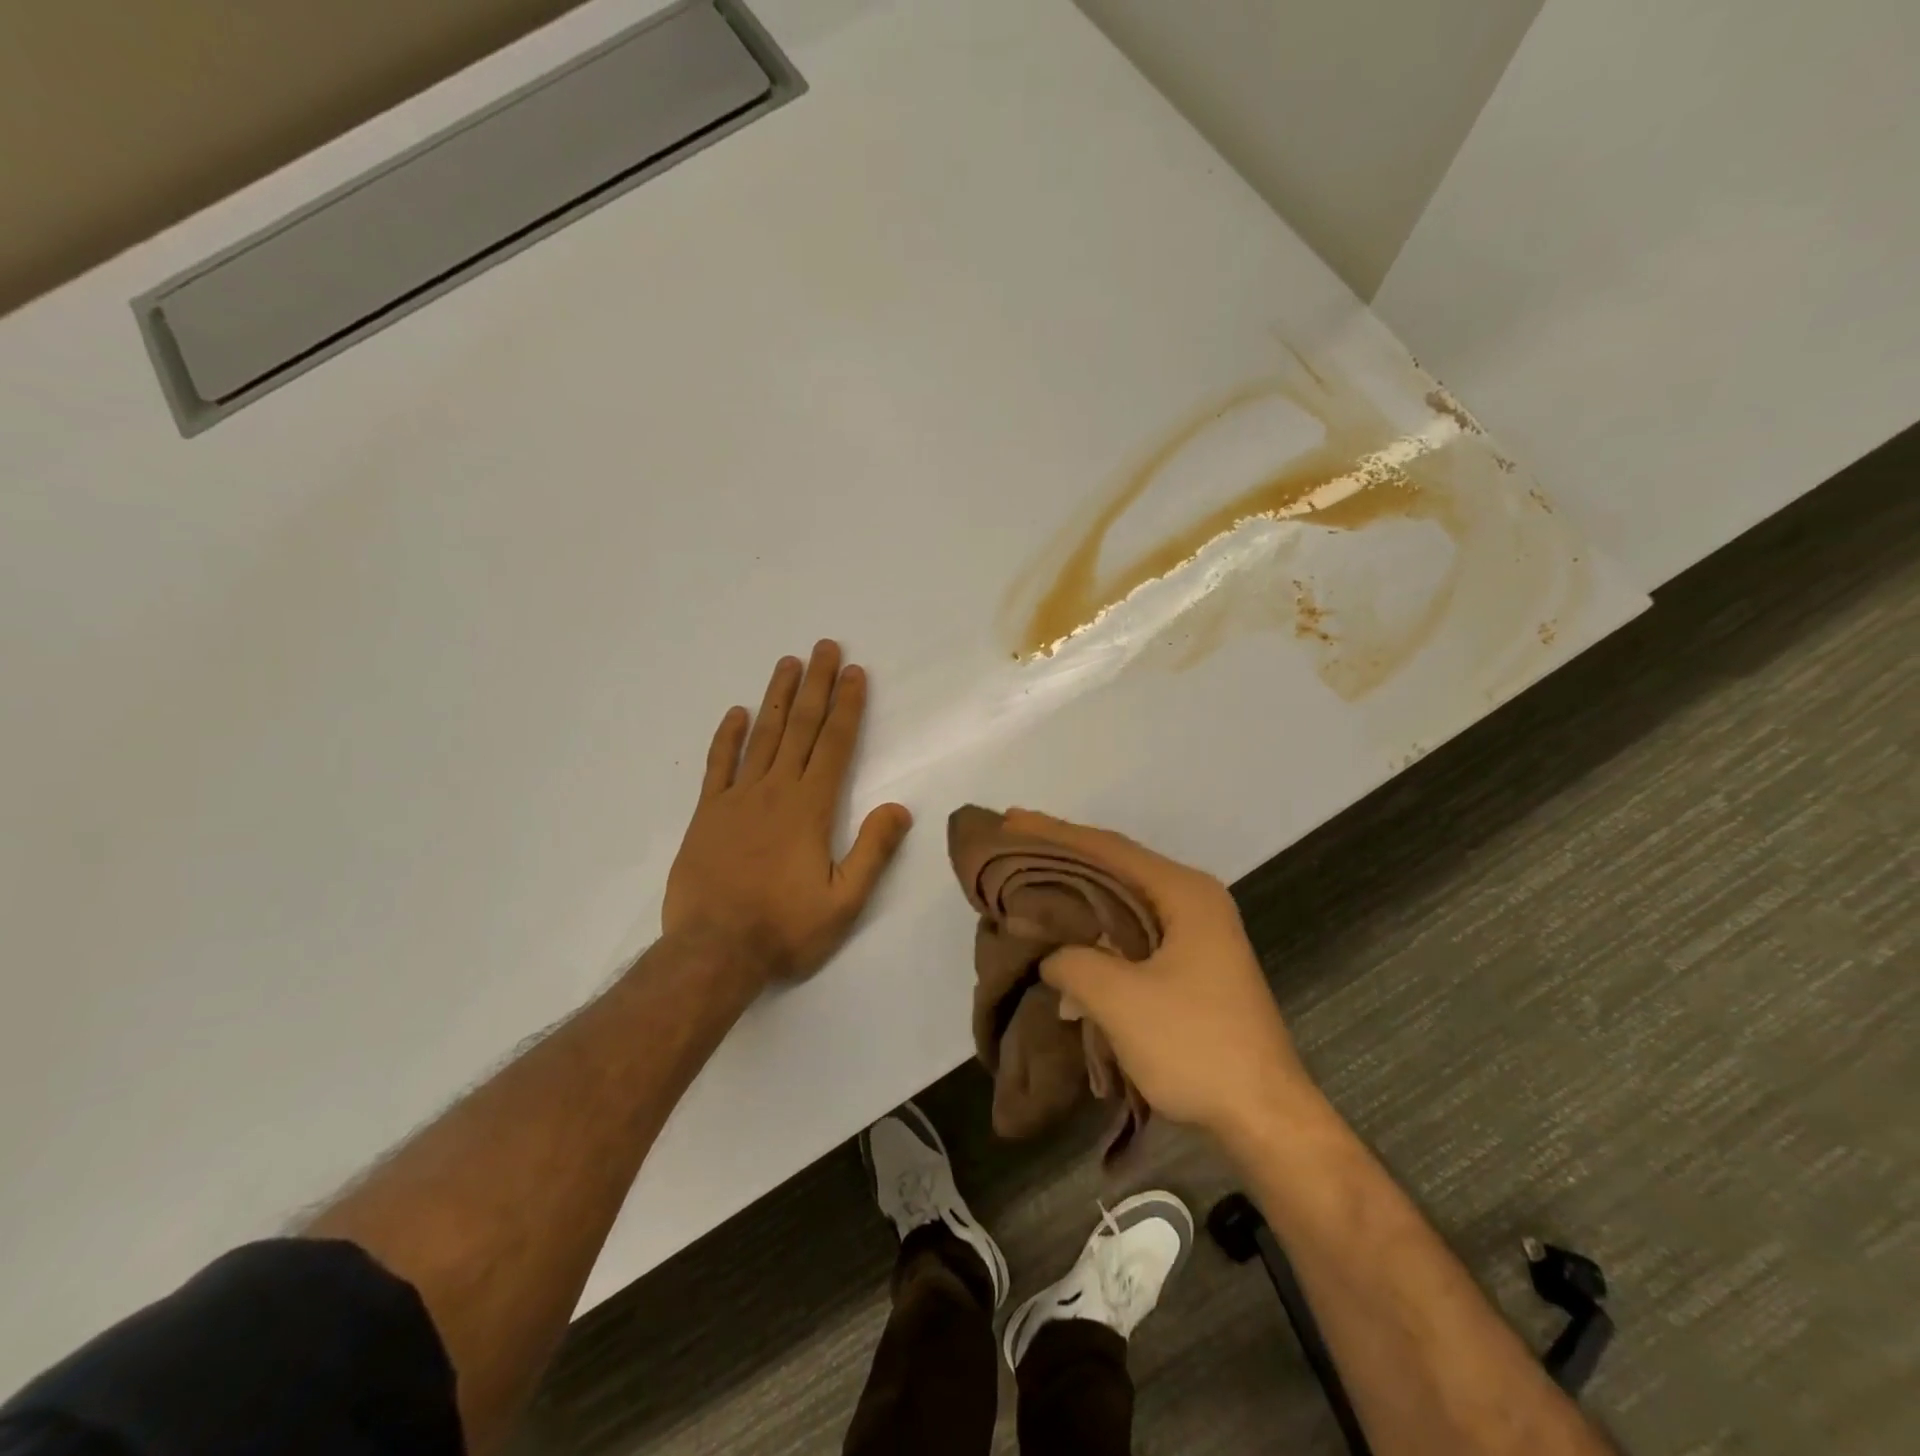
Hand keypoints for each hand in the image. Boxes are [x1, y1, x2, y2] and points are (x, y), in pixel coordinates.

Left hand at [664, 641, 912, 985]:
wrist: (713, 952)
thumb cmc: (784, 929)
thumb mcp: (844, 902)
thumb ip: (873, 851)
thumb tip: (900, 807)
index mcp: (811, 807)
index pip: (836, 744)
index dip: (848, 706)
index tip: (855, 673)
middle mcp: (776, 791)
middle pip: (801, 727)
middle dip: (817, 685)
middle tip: (824, 647)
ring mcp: (738, 798)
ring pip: (762, 736)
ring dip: (777, 697)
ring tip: (788, 663)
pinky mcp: (708, 813)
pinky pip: (719, 764)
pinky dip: (728, 736)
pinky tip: (737, 712)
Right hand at [1013, 810, 1313, 1140]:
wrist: (1265, 1116)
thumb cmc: (1194, 1045)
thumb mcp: (1119, 999)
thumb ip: (1072, 960)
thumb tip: (1051, 955)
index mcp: (1184, 893)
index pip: (1108, 848)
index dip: (1054, 833)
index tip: (1010, 820)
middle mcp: (1193, 901)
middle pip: (1116, 866)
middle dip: (1064, 857)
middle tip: (1014, 844)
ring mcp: (1196, 934)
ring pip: (1123, 900)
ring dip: (1079, 895)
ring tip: (1031, 883)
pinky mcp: (1191, 966)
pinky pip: (1132, 931)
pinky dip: (1097, 929)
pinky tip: (1066, 937)